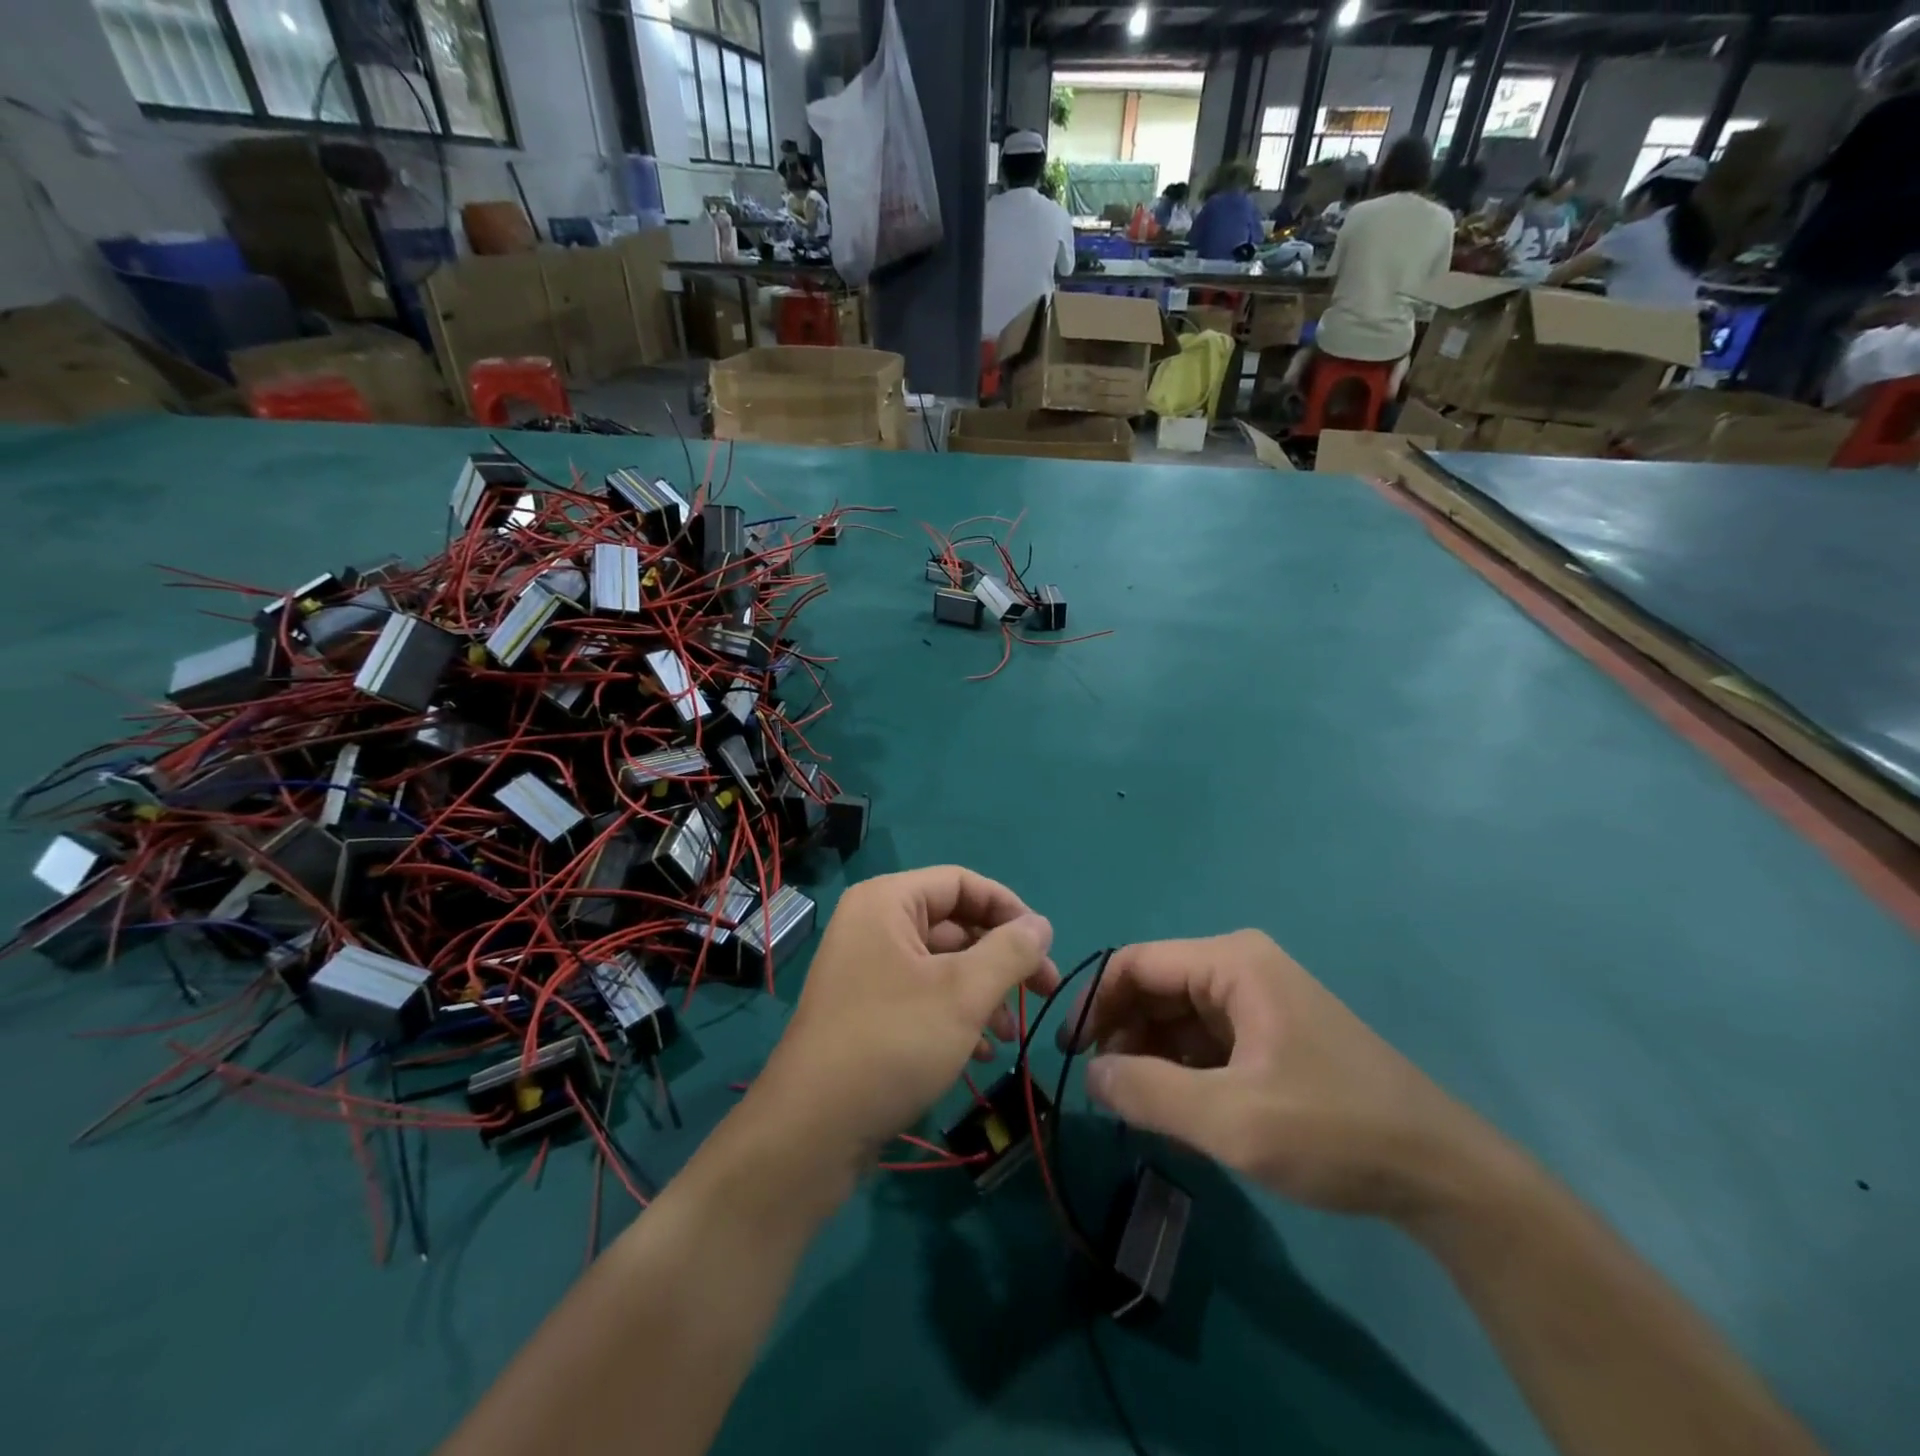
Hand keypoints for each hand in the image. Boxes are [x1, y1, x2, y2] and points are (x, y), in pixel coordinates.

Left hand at [753, 867, 1057, 1168]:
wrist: (812, 1130)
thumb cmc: (892, 1042)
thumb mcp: (963, 993)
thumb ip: (1010, 951)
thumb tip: (1041, 925)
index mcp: (887, 902)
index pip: (962, 883)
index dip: (1009, 909)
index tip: (1046, 946)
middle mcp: (873, 925)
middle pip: (954, 924)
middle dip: (1001, 958)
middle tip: (1044, 991)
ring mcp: (867, 969)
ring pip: (942, 965)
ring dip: (984, 992)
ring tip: (1010, 1033)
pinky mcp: (867, 1010)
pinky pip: (922, 995)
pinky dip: (956, 1015)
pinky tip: (980, 1051)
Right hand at [1067, 930, 1499, 1223]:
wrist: (1440, 1173)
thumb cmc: (1332, 1130)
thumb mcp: (1231, 1119)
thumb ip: (1148, 1092)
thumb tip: (1090, 1073)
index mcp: (1231, 962)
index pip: (1136, 964)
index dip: (1094, 1001)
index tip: (1068, 1051)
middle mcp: (1240, 967)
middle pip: (1155, 987)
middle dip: (1122, 1032)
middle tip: (1101, 1088)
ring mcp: (1258, 999)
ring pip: (1177, 1016)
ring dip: (1150, 1055)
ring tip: (1137, 1107)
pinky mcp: (1270, 1032)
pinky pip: (1204, 1039)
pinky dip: (1181, 1069)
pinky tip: (1176, 1111)